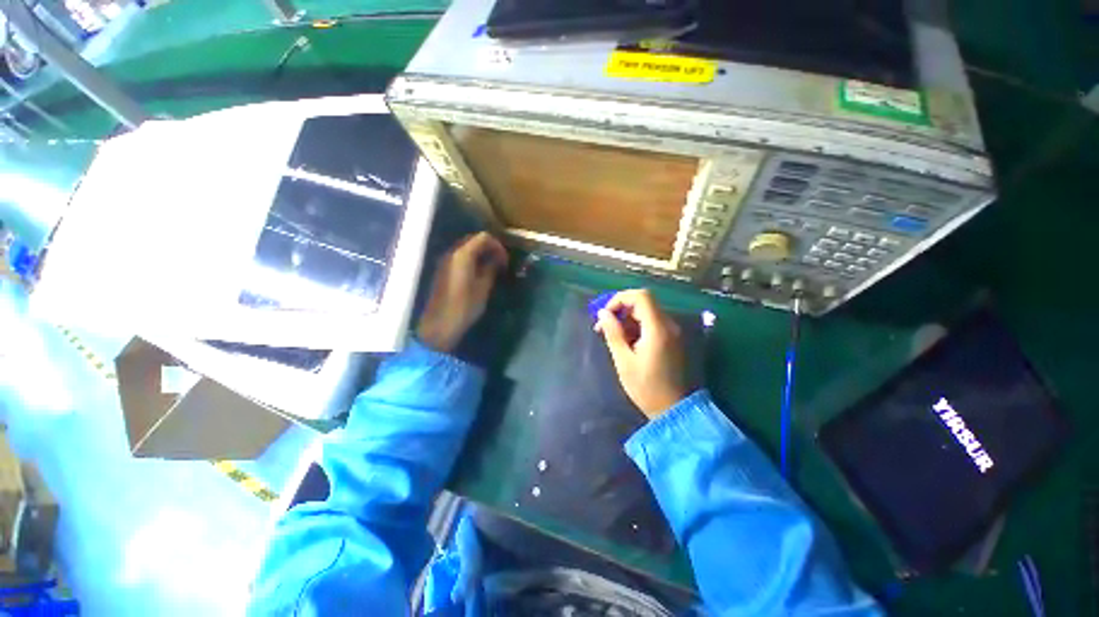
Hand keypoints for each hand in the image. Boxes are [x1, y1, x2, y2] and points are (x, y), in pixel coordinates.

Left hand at [417, 232, 508, 352]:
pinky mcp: (443, 270)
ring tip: (492, 268)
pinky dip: (472, 260)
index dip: (498, 246)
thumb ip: (491, 269)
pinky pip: (460, 258)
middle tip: (501, 263)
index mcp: (463, 255)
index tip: (506, 260)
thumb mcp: (483, 288)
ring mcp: (445, 261)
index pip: (483, 237)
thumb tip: (497, 260)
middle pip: (473, 240)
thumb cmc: (464, 307)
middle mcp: (452, 253)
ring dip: (481, 254)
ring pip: (466, 248)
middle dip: (489, 248)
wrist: (439, 325)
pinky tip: (479, 274)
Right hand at [594, 289, 688, 417]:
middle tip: (603, 327)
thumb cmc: (646, 387)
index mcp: (657, 329)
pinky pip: (651, 323)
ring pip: (646, 312)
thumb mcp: (624, 361)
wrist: (673, 409)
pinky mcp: (671, 339)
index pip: (640, 296)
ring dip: (627, 319)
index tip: (605, 315)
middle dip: (620, 309)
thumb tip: (603, 313)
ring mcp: (671, 332)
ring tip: (612, 337)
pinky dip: (636, 326)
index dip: (619, 299)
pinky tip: (626, 342)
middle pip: (643, 302)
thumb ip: (613, 333)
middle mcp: (668, 325)